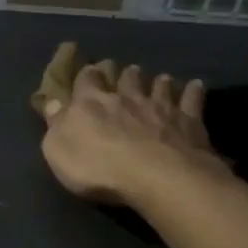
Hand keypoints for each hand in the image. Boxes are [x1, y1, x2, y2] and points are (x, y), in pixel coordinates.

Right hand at [36, 57, 227, 208]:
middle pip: (125, 77)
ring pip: (158, 85)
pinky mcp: (188, 120)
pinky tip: (196, 85)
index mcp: (91, 103)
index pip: (86, 80)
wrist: (156, 177)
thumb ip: (55, 124)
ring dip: (157, 81)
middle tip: (124, 71)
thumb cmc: (99, 168)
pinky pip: (192, 99)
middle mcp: (126, 97)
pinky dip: (193, 90)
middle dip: (123, 73)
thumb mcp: (58, 150)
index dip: (87, 75)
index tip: (89, 71)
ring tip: (159, 78)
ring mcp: (160, 106)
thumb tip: (51, 103)